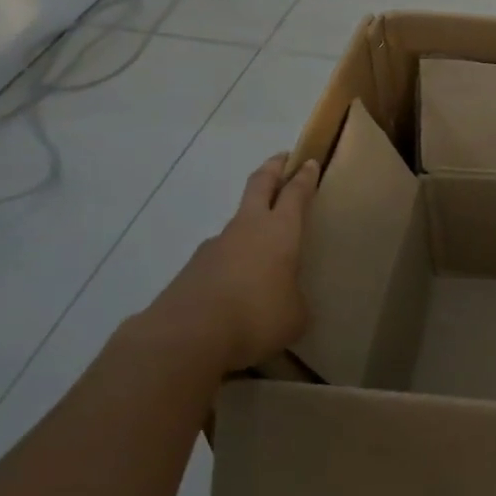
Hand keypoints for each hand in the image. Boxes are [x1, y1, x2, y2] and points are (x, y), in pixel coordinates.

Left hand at [153, 153, 320, 373]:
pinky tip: (235, 290)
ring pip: (237, 224)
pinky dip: (231, 265)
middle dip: (272, 169)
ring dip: (250, 224)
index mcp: (280, 231)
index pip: (296, 194)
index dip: (304, 177)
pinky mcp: (191, 271)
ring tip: (262, 250)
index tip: (309, 162)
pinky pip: (220, 260)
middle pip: (259, 185)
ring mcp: (214, 247)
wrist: (185, 337)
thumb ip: (294, 299)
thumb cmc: (256, 317)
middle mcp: (247, 229)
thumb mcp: (295, 315)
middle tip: (281, 158)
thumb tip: (286, 299)